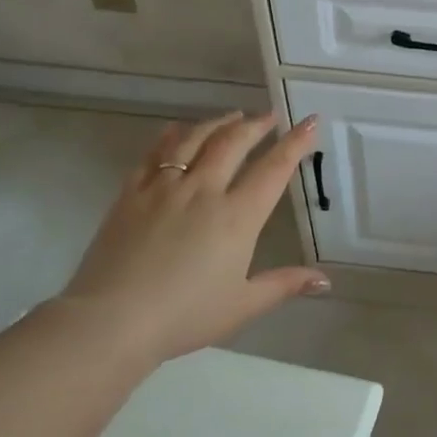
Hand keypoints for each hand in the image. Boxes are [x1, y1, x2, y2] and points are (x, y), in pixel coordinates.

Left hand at [54, 112, 329, 361]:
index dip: (295, 143)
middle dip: (256, 125)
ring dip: (218, 123)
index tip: (310, 121)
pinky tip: (177, 130)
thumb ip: (284, 285)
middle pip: (234, 143)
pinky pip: (155, 153)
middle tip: (269, 117)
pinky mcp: (131, 194)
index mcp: (237, 216)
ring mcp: (165, 188)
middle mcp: (204, 190)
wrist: (111, 321)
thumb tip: (325, 280)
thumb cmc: (184, 316)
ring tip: (233, 116)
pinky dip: (171, 136)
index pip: (274, 169)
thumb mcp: (243, 305)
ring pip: (195, 140)